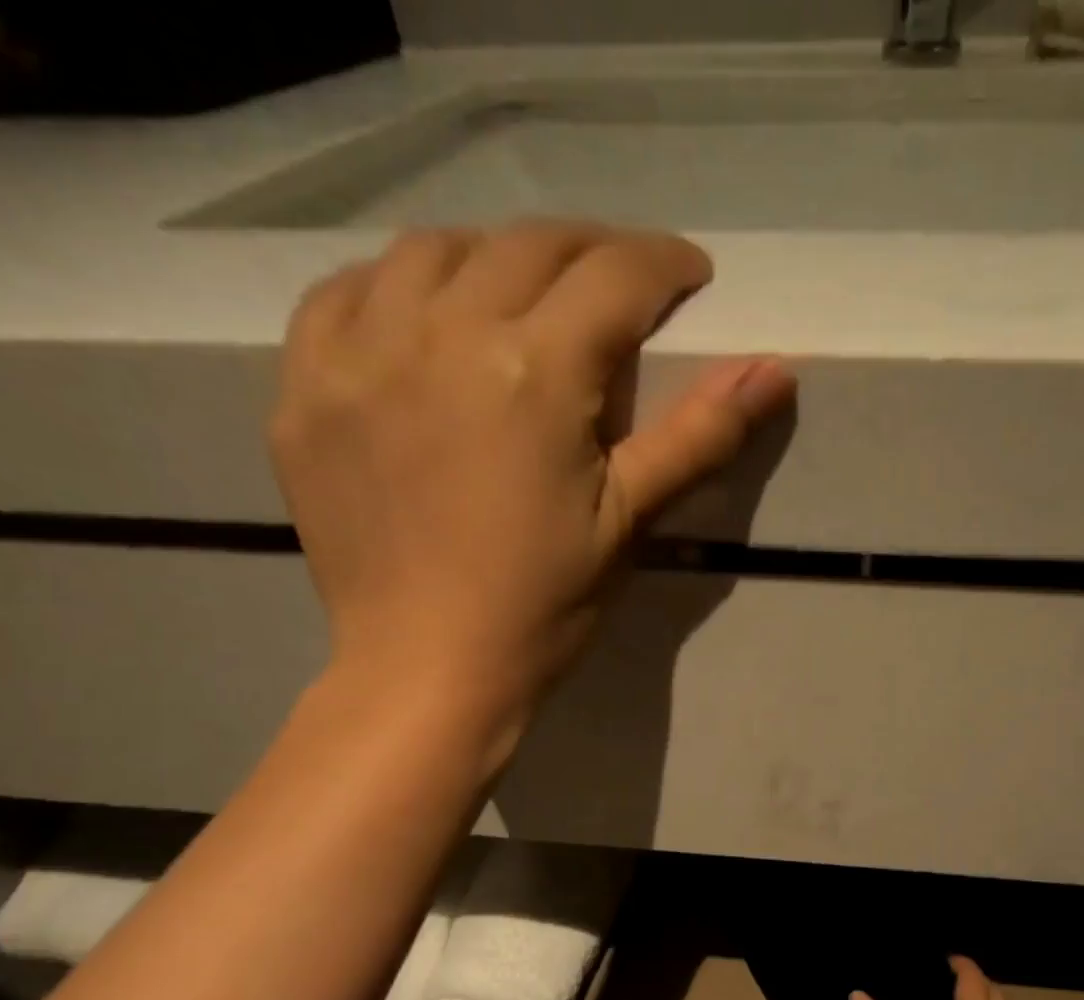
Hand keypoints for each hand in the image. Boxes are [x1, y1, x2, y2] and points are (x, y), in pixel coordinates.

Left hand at [270, 220, 794, 756]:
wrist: (427, 670)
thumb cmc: (543, 606)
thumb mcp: (630, 521)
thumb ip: (699, 436)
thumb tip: (777, 370)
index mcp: (534, 372)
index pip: (614, 276)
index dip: (664, 265)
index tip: (689, 276)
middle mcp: (439, 335)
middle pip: (527, 246)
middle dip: (590, 250)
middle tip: (619, 282)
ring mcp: (359, 356)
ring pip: (429, 251)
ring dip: (492, 257)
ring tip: (520, 296)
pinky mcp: (305, 390)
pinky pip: (340, 294)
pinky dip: (391, 286)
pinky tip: (417, 318)